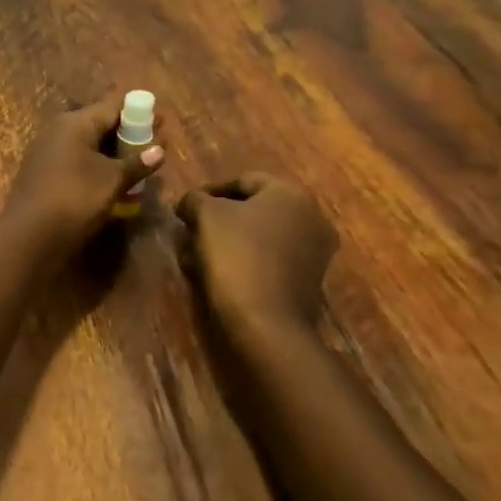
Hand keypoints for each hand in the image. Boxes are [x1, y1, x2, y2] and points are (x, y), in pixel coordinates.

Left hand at [3, 94, 164, 254]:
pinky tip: (112, 181)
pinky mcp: (43, 174)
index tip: (162, 122)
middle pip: (99, 124)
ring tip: (139, 165)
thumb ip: (137, 163)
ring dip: (113, 154)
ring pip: (88, 145)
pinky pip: (76, 162)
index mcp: (74, 123)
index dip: (139, 113)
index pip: (112, 107)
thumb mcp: (112, 180)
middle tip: (155, 146)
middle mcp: (58, 131)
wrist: (29, 235)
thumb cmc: (75, 198)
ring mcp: (47, 153)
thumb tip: (160, 149)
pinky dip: (96, 167)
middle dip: (128, 134)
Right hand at [177, 175, 338, 340]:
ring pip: (261, 236)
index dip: (209, 190)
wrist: (266, 321)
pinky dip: (245, 260)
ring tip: (198, 254)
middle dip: (220, 217)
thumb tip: (191, 202)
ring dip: (229, 240)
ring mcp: (315, 252)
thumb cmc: (237, 255)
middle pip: (255, 208)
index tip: (185, 206)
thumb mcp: (205, 216)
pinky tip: (219, 273)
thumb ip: (195, 199)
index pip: (243, 179)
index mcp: (291, 194)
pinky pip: (270, 259)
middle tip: (191, 230)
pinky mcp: (309, 281)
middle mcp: (312, 217)